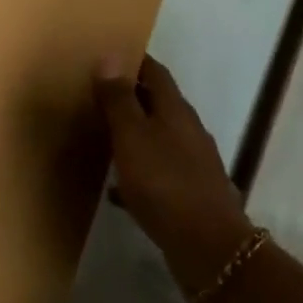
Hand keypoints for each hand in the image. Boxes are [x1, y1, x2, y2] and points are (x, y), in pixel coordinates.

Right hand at [94, 54, 256, 296]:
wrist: (207, 247)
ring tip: (102, 137)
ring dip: (133, 134)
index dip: (134, 61)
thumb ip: (119, 99)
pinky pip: (157, 173)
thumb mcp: (132, 137)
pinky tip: (116, 188)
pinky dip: (137, 173)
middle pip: (158, 104)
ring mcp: (192, 164)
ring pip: (158, 139)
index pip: (156, 73)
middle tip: (95, 94)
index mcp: (176, 111)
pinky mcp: (189, 194)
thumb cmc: (165, 183)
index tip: (108, 55)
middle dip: (130, 97)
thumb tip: (110, 56)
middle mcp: (188, 132)